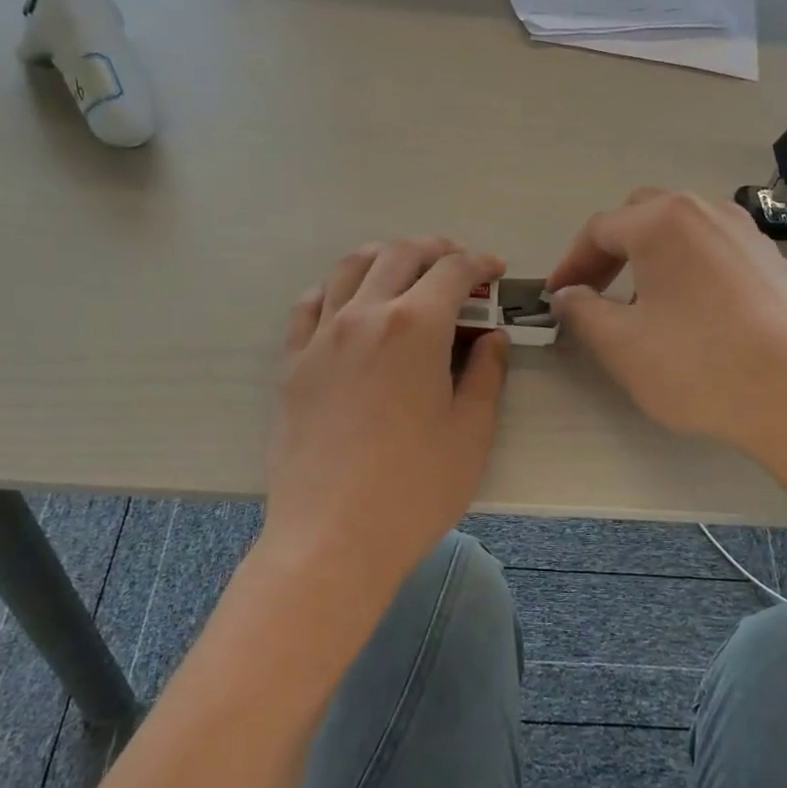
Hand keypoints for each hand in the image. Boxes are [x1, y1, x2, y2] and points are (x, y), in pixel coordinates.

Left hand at [263, 238, 507, 599]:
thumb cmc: (415, 490)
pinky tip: (348, 303)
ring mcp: (321, 337)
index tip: (494, 271)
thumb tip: (493, 337)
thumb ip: (487, 374)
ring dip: (383, 257)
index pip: (452, 271)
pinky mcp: (292, 363)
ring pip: (348, 268)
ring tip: (403, 269)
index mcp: (415, 327)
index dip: (479, 263)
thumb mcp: (471, 432)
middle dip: (435, 250)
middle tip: (457, 266)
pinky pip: (309, 305)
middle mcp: (364, 315)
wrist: (332, 537)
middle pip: (399, 255)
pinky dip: (334, 289)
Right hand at [547, 190, 786, 463]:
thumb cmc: (698, 366)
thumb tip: (567, 296)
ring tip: (642, 306)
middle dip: (610, 252)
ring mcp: (749, 236)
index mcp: (663, 221)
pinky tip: (694, 317)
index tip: (555, 299)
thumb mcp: (621, 345)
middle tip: (594, 293)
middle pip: (642, 217)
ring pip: (684, 233)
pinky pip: (717, 254)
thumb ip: (581, 312)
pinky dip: (690, 272)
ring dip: (651, 259)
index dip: (569, 264)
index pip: (599, 230)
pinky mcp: (776, 264)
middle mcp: (708, 212)